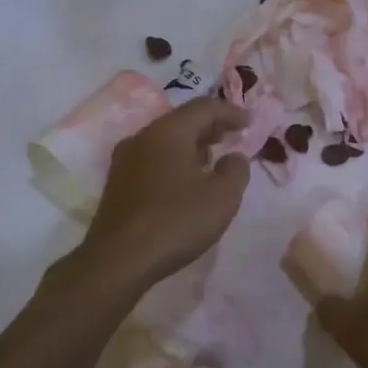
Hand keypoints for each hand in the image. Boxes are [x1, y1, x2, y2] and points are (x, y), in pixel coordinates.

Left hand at [78, 97, 250, 289]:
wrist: (119, 260)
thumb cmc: (176, 221)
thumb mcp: (222, 197)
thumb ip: (236, 170)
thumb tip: (233, 157)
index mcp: (168, 132)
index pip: (204, 107)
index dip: (230, 111)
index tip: (249, 122)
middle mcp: (143, 137)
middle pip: (181, 120)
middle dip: (210, 126)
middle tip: (233, 135)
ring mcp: (125, 160)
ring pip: (165, 140)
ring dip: (191, 144)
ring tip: (213, 157)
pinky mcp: (118, 183)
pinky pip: (153, 159)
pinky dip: (175, 160)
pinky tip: (186, 180)